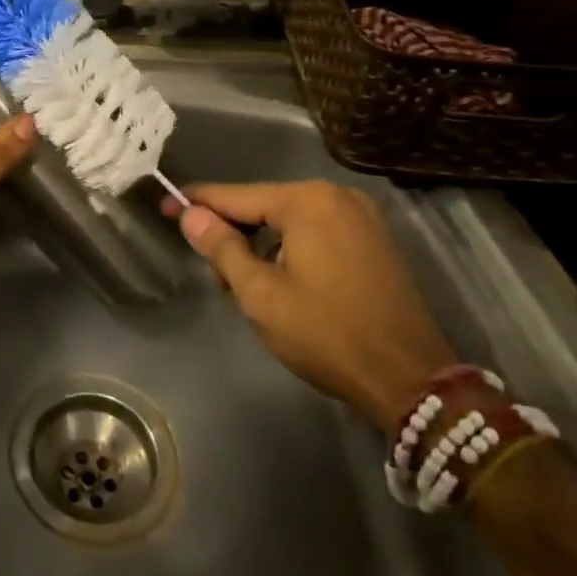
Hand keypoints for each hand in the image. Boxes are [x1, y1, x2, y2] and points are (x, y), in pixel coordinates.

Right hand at [165, 180, 455, 426]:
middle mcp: (336, 196)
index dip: (198, 204)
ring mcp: (361, 216)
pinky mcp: (375, 240)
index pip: (237, 196)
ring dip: (262, 244)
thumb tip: (191, 215)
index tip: (164, 207)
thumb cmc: (327, 334)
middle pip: (265, 205)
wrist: (412, 380)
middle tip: (215, 276)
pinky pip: (317, 231)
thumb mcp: (261, 294)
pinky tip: (282, 280)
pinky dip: (291, 248)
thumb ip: (222, 248)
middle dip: (233, 233)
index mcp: (307, 201)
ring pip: (290, 220)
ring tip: (246, 286)